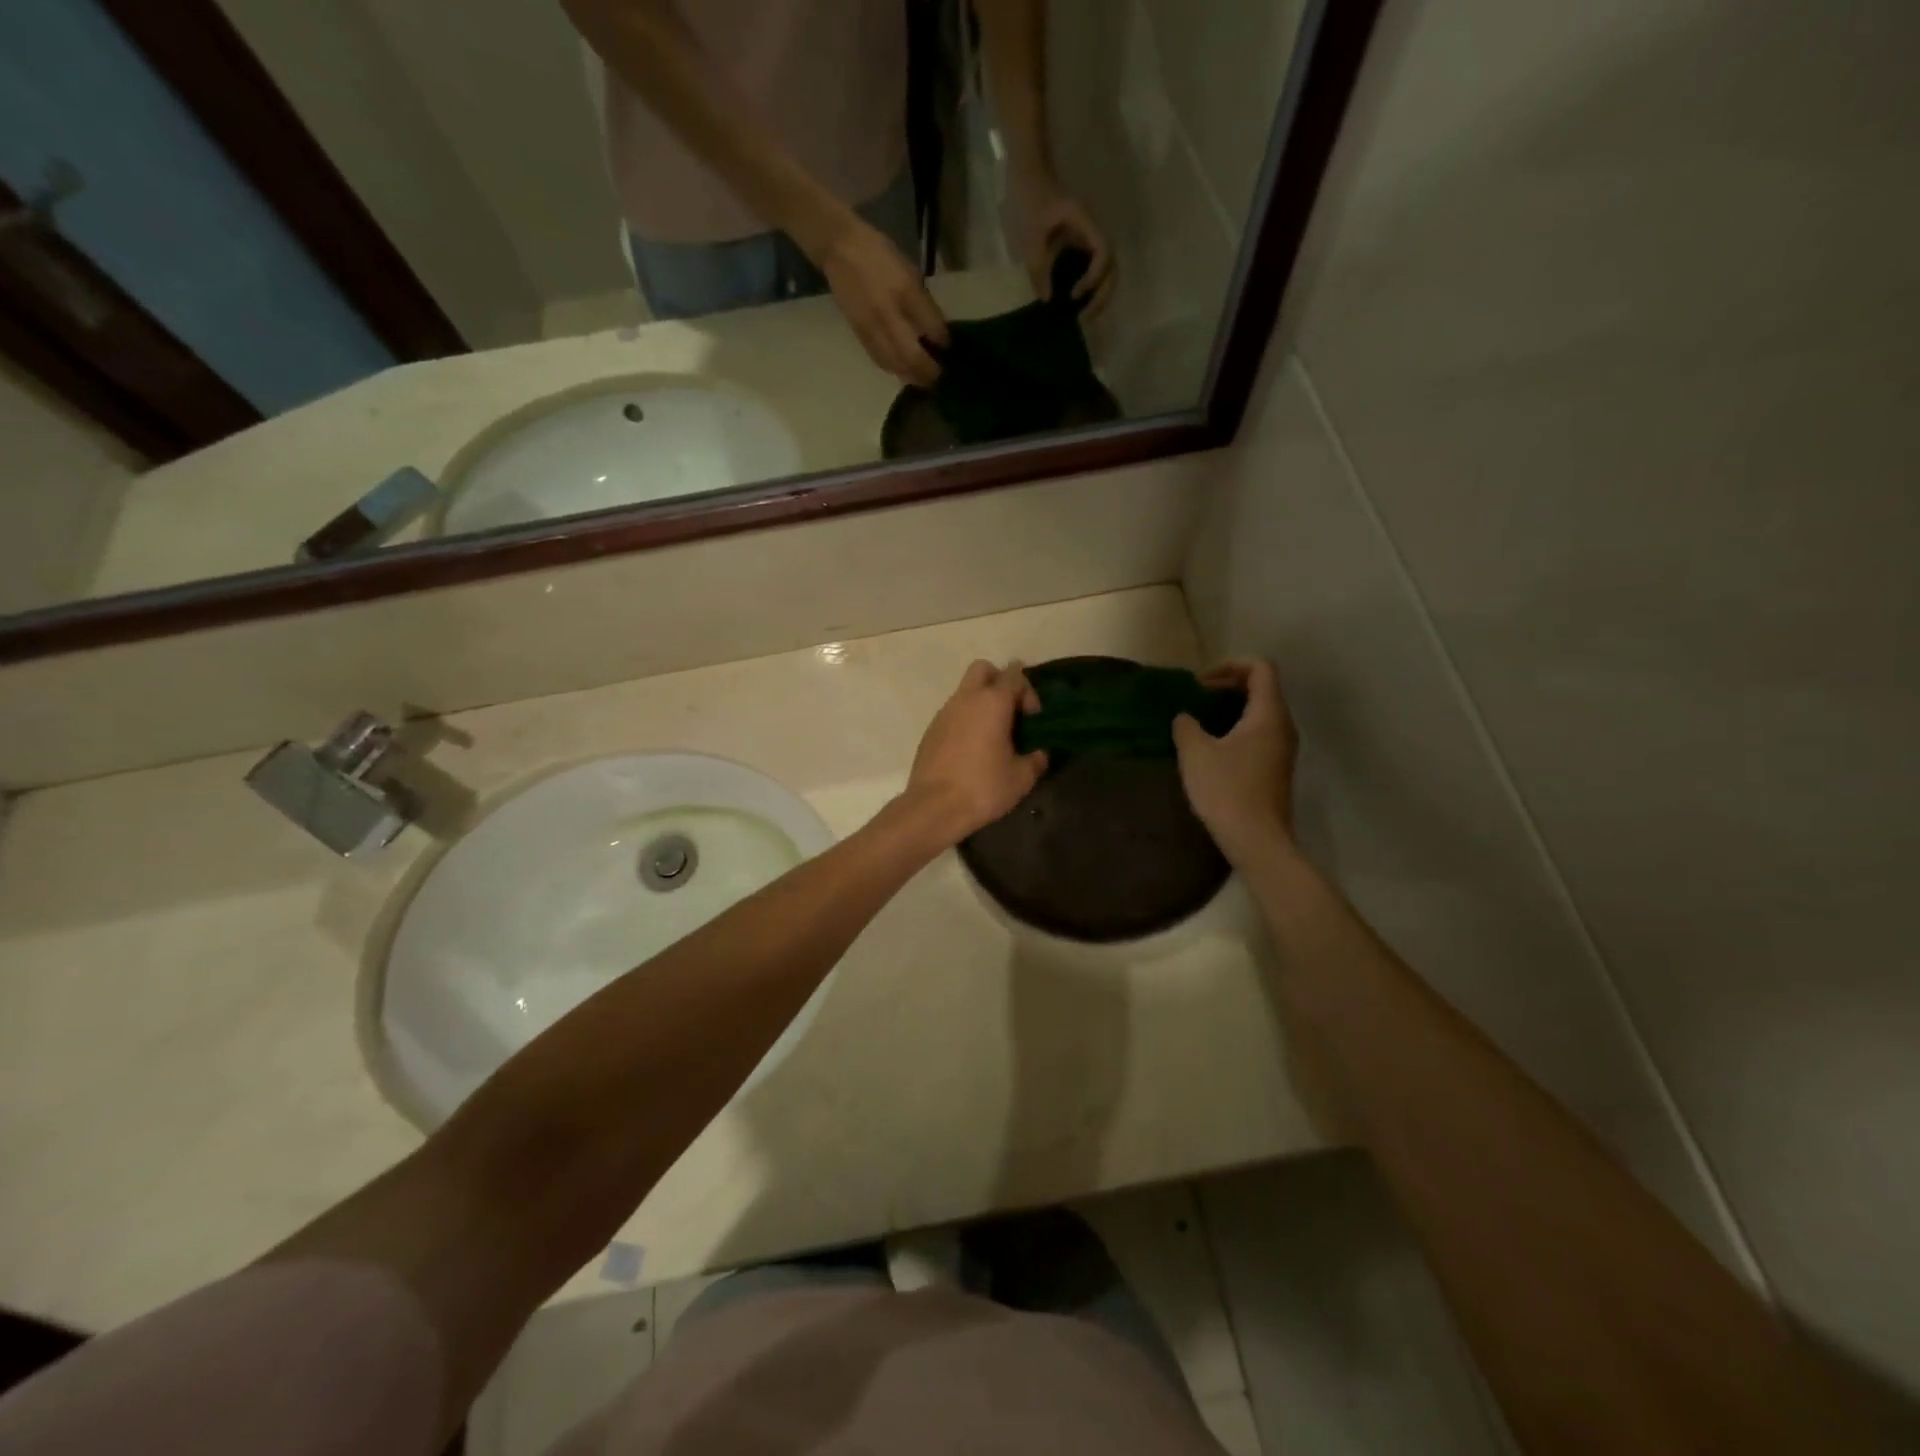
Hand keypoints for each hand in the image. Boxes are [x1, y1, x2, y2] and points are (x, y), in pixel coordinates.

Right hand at [816, 212, 949, 386]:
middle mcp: (888, 314)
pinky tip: (902, 371)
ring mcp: (872, 327)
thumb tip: (936, 331)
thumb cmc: (879, 255)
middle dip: (927, 371)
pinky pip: (880, 360)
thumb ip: (922, 302)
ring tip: (922, 379)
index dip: (942, 341)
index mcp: (904, 292)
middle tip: (937, 376)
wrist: (839, 248)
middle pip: (911, 356)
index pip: (930, 327)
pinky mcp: (859, 334)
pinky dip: (894, 369)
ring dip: (911, 376)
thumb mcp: (908, 271)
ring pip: (895, 364)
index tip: (948, 348)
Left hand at [904, 660, 1047, 844]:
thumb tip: (1040, 754)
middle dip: (999, 682)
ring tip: (993, 735)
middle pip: (983, 669)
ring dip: (981, 703)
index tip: (1032, 718)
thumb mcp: (1021, 778)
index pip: (1014, 674)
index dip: (1028, 690)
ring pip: (965, 691)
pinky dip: (965, 720)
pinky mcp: (930, 730)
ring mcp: (944, 713)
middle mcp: (966, 699)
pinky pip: (953, 713)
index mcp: (992, 702)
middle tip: (1010, 712)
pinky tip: (972, 749)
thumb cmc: (983, 787)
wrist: (933, 807)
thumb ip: (1035, 760)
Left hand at [1012, 178, 1116, 317]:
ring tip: (1083, 317)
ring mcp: (1088, 237)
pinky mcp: (1080, 243)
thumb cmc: (1030, 197)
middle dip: (1101, 295)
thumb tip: (1047, 300)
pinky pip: (1092, 269)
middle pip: (1111, 267)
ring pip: (1105, 271)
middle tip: (1083, 319)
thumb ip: (1038, 267)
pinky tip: (1077, 304)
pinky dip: (1089, 288)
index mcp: (1086, 223)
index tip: (1075, 294)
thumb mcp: (1030, 235)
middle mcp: (1092, 231)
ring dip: (1098, 295)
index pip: (1104, 253)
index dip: (1094, 277)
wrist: (1028, 171)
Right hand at [1172, 659, 1298, 864]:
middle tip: (1197, 697)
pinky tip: (1212, 748)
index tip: (1201, 682)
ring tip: (1200, 721)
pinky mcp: (1276, 770)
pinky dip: (1236, 729)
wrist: (1257, 840)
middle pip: (1262, 688)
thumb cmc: (1227, 790)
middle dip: (1228, 685)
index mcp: (1268, 714)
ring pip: (1260, 713)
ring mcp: (1283, 750)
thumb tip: (1185, 717)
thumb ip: (1187, 726)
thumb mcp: (1196, 752)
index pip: (1260, 668)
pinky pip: (1259, 735)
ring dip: (1231, 709)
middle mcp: (1283, 726)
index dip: (1230, 665)